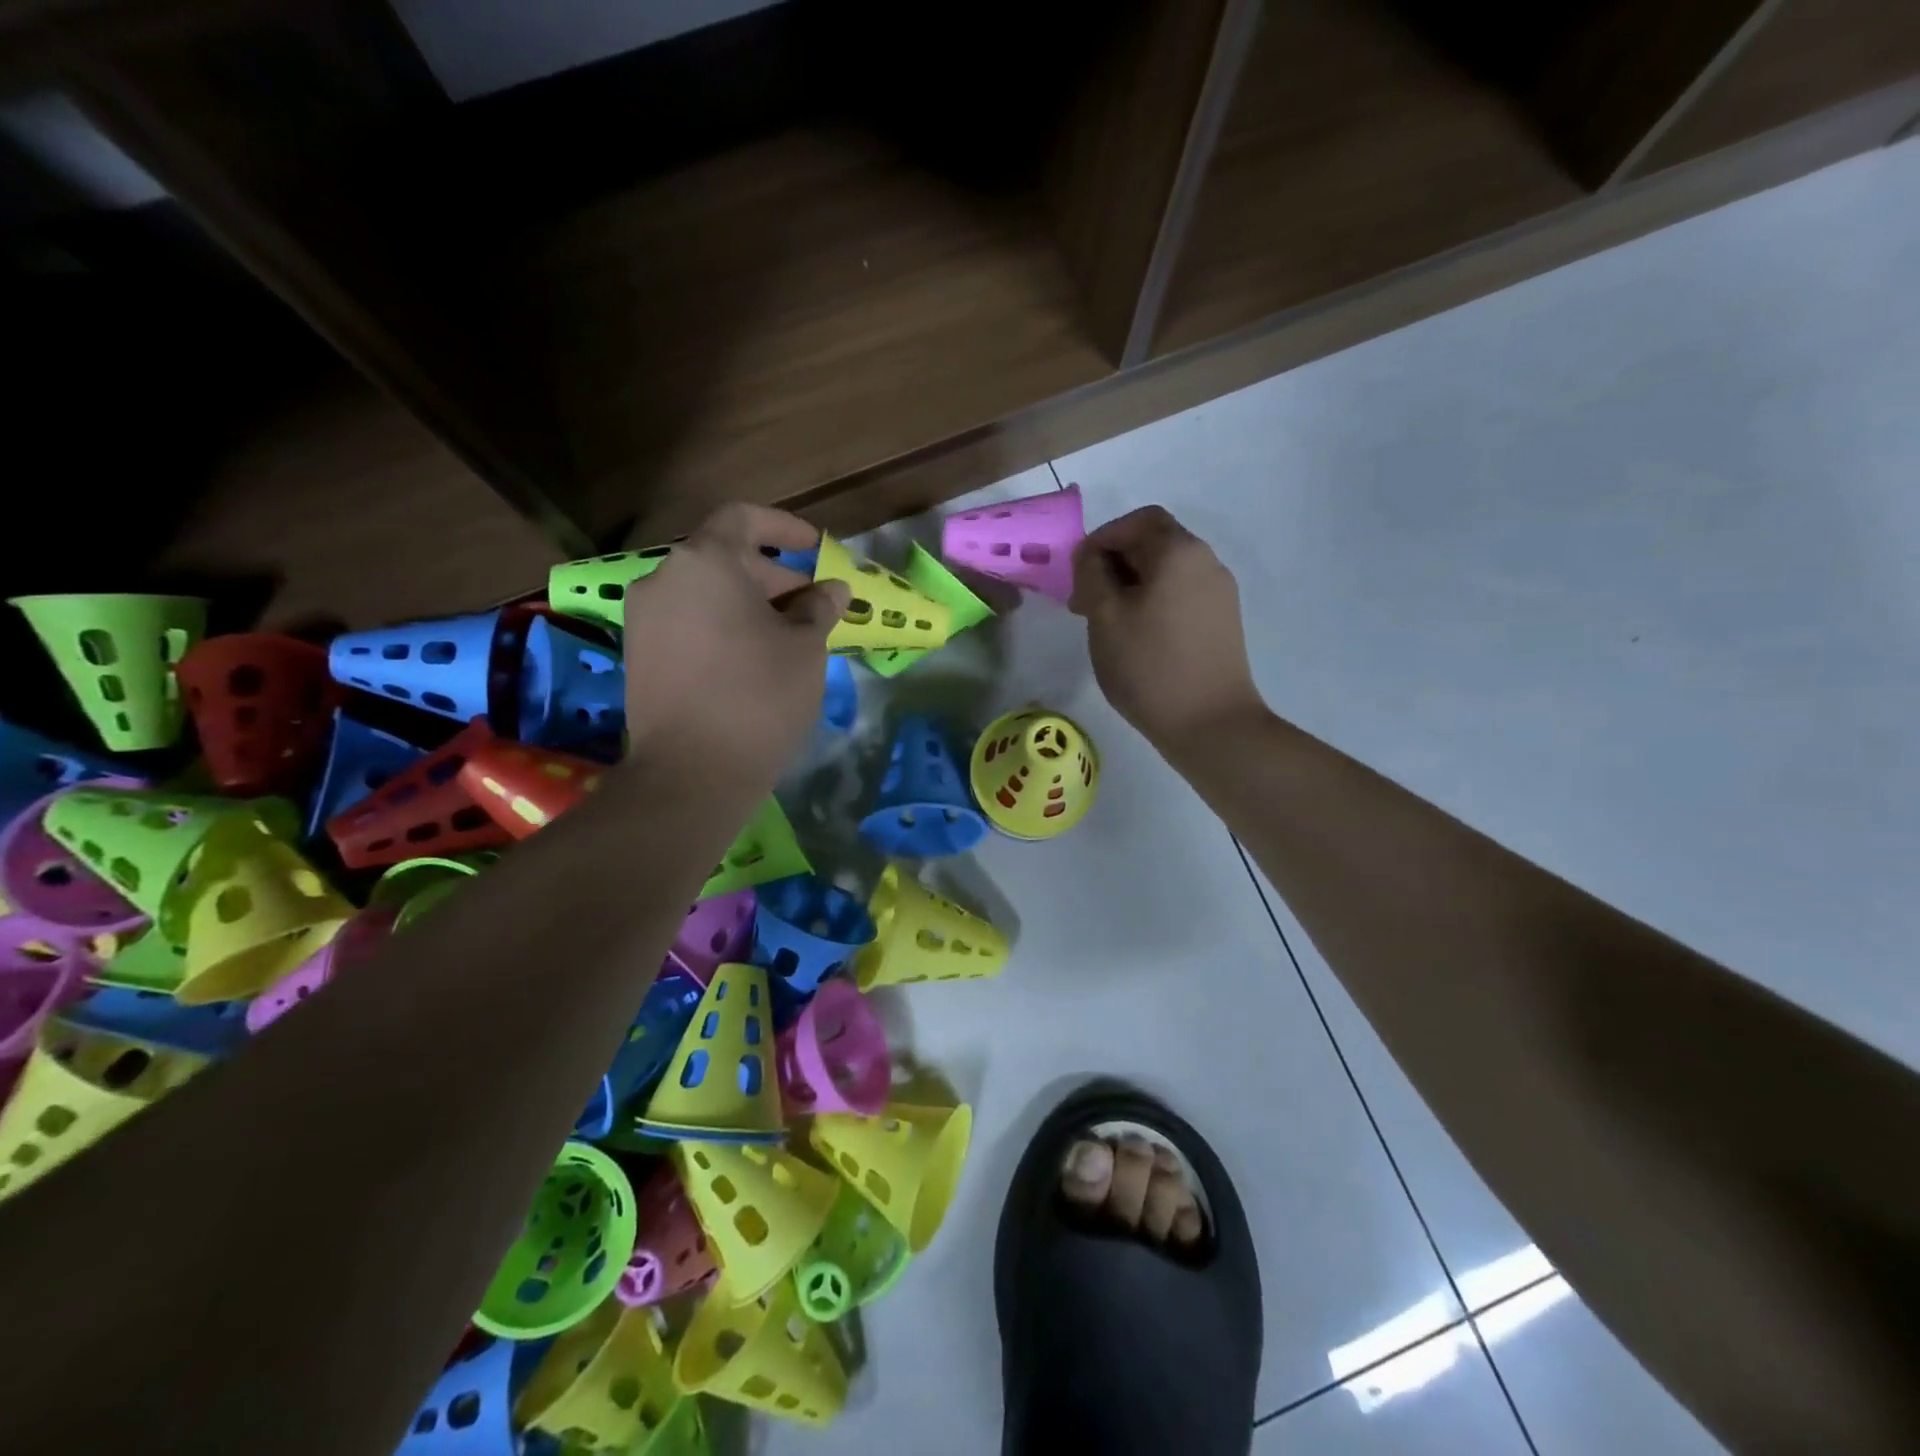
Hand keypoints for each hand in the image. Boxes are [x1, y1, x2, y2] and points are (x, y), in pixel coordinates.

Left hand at [620, 504, 849, 787]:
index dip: (785, 528)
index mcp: (705, 561)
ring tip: (787, 637)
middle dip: (773, 576)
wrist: (692, 773)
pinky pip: (688, 623)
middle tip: (813, 606)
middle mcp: (663, 578)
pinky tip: (752, 659)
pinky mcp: (638, 655)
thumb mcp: (805, 648)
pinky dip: (721, 627)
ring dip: (748, 604)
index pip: (744, 519)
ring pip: (705, 594)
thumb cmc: (759, 695)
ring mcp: (644, 618)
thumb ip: (820, 608)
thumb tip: (833, 589)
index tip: (816, 549)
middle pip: (724, 559)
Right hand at [1070, 505, 1264, 754]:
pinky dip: (1153, 603)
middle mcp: (1206, 562)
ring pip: (1166, 572)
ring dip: (1131, 586)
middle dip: (1114, 564)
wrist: (1210, 724)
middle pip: (1153, 543)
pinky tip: (1136, 639)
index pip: (1136, 521)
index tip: (1076, 575)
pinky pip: (1180, 596)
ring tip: (1106, 625)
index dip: (1100, 540)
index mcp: (1178, 551)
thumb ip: (1092, 574)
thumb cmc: (1149, 666)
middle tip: (1084, 603)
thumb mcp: (1104, 617)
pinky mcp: (1222, 622)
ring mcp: (1219, 593)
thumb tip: (1092, 557)